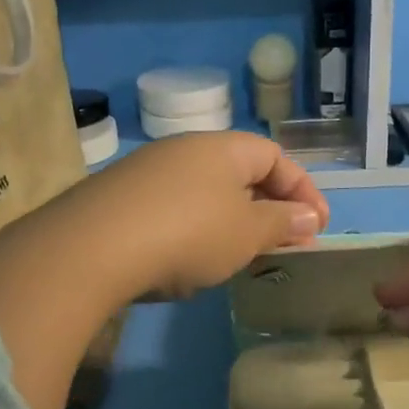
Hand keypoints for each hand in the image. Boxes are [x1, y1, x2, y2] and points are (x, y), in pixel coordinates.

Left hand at [75, 132, 329, 299]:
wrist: (92, 248)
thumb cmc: (189, 233)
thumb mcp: (247, 233)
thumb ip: (282, 223)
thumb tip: (308, 217)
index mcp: (222, 148)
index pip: (275, 156)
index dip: (302, 190)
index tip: (316, 227)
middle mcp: (184, 149)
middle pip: (239, 173)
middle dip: (267, 208)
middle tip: (282, 245)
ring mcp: (147, 172)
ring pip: (205, 193)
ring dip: (230, 222)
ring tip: (237, 257)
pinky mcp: (119, 198)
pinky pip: (172, 208)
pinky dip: (193, 230)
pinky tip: (187, 260)